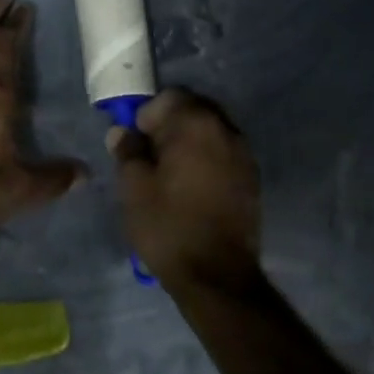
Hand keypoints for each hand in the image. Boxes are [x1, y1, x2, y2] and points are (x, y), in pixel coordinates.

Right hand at [109, 88, 261, 293]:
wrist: (216, 276)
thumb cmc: (168, 226)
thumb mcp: (133, 188)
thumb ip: (127, 151)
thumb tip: (122, 132)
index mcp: (195, 125)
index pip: (169, 97)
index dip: (147, 115)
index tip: (135, 142)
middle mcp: (225, 130)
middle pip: (193, 110)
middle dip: (169, 125)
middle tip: (150, 156)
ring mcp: (243, 154)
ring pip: (210, 132)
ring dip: (189, 142)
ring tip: (170, 173)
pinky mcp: (252, 178)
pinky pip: (223, 154)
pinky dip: (206, 160)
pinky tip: (192, 187)